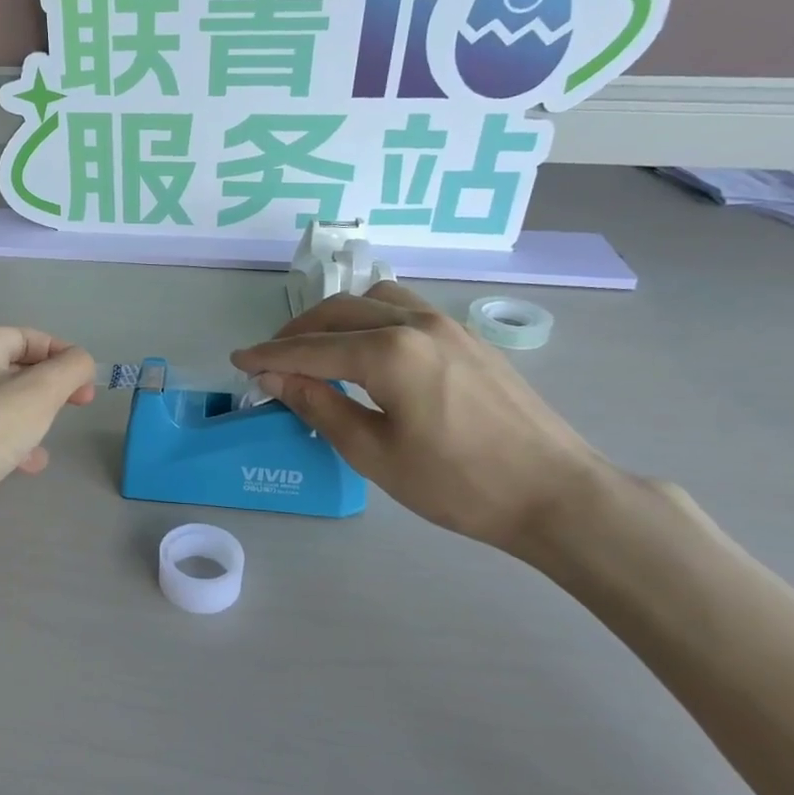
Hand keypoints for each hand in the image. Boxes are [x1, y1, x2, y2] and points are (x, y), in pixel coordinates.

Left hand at [0, 327, 95, 550]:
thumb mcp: (41, 391)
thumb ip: (71, 368)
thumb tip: (81, 362)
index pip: (30, 337)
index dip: (64, 356)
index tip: (87, 385)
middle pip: (18, 369)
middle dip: (51, 387)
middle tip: (79, 405)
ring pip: (8, 403)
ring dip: (35, 418)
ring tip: (46, 437)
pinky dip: (16, 443)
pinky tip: (29, 464)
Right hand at [232, 283, 609, 553]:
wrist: (555, 494)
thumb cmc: (458, 484)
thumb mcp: (374, 453)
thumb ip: (320, 406)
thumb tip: (276, 377)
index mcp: (389, 352)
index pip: (311, 347)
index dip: (269, 355)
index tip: (238, 360)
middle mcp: (416, 323)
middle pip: (339, 311)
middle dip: (297, 332)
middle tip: (271, 360)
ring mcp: (448, 326)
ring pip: (375, 300)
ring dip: (337, 317)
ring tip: (318, 349)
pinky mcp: (468, 339)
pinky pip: (405, 310)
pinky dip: (371, 319)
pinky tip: (367, 349)